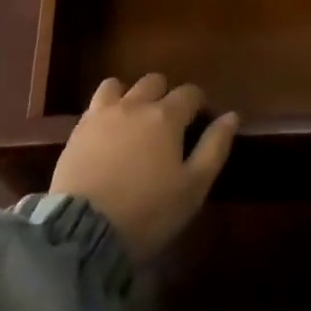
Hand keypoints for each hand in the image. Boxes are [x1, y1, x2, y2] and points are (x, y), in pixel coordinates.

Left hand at [50, 74, 238, 260]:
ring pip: (119, 85)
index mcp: (166, 116)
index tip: (200, 119)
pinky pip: (95, 103)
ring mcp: (102, 113)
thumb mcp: (193, 187)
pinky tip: (108, 130)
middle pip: (154, 81)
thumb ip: (214, 147)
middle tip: (168, 122)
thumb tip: (232, 116)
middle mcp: (134, 105)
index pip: (189, 92)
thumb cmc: (148, 212)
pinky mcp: (78, 128)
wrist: (84, 229)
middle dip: (165, 94)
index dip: (198, 102)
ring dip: (130, 95)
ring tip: (134, 119)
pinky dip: (106, 108)